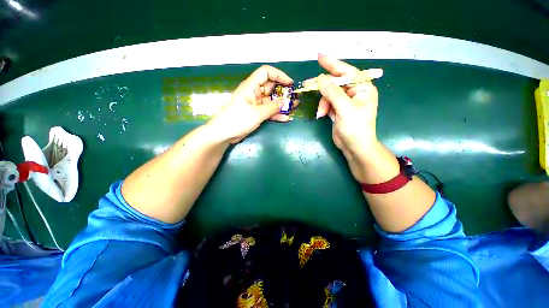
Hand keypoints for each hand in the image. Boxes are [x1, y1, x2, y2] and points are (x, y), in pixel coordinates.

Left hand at [208, 65, 296, 143]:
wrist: (225, 133)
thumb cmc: (238, 120)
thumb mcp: (257, 113)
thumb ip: (272, 108)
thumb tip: (284, 103)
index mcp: (251, 86)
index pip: (266, 73)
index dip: (279, 75)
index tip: (290, 83)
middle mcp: (254, 93)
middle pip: (271, 87)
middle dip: (283, 92)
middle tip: (294, 97)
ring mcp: (255, 104)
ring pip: (271, 101)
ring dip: (282, 104)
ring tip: (294, 107)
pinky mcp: (256, 113)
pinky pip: (268, 111)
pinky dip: (276, 114)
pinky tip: (286, 118)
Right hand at [312, 54, 380, 180]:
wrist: (354, 147)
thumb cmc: (355, 128)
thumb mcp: (345, 109)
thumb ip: (332, 93)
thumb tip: (320, 79)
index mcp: (362, 88)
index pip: (346, 72)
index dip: (333, 64)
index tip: (319, 57)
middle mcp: (355, 92)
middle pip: (335, 83)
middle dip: (323, 87)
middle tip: (307, 85)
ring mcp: (346, 102)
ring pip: (329, 94)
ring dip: (323, 102)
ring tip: (321, 113)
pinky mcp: (339, 110)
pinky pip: (328, 103)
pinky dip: (323, 108)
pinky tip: (322, 115)